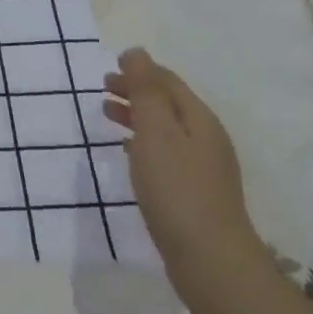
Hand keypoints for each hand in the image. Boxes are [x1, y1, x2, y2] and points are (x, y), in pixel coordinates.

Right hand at [104, 48, 262, 274]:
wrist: (209, 260)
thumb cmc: (176, 189)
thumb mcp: (156, 131)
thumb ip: (145, 90)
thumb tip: (136, 53)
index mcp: (199, 119)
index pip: (168, 82)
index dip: (140, 70)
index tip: (110, 67)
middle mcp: (206, 139)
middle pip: (168, 104)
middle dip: (136, 91)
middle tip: (103, 88)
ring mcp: (203, 168)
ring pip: (165, 129)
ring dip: (137, 116)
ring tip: (107, 115)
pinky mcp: (194, 194)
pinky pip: (165, 154)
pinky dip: (142, 143)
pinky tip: (128, 152)